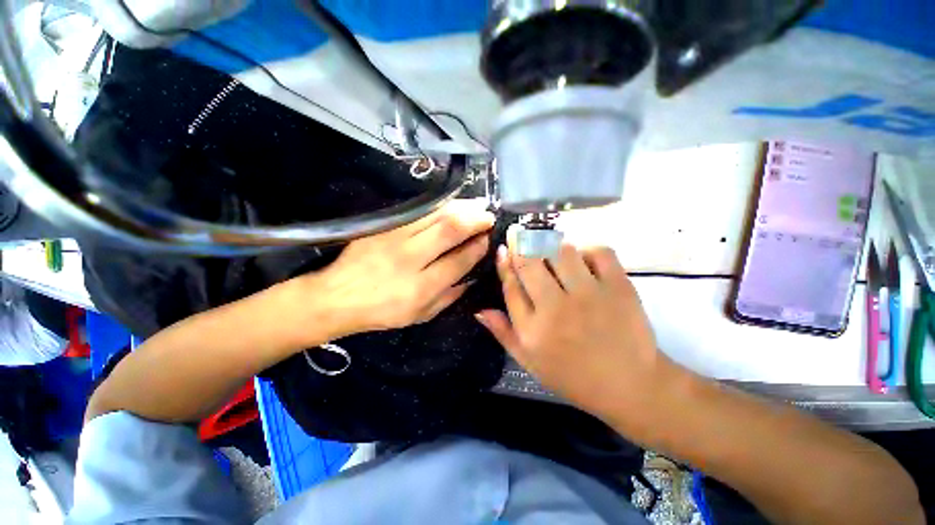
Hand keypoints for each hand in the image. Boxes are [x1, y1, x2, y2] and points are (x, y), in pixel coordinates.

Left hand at [294, 201, 493, 342]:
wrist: (337, 297)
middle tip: (488, 215)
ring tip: (477, 205)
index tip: (487, 239)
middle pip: (450, 230)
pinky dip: (441, 205)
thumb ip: (450, 297)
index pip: (459, 260)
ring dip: (461, 206)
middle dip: (476, 219)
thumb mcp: (421, 315)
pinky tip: (453, 204)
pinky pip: (419, 210)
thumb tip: (472, 277)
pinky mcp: (384, 226)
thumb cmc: (382, 311)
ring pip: (436, 214)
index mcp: (421, 288)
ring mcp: (395, 238)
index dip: (477, 247)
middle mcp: (410, 259)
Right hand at [476, 244, 681, 422]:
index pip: (511, 285)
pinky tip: (584, 260)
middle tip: (520, 234)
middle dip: (522, 243)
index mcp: (533, 329)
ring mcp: (590, 295)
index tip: (503, 247)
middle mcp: (557, 308)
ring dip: (553, 246)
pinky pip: (598, 251)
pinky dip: (588, 250)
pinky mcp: (619, 287)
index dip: (504, 262)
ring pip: (562, 251)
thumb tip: (479, 309)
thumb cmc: (573, 376)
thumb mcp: (530, 361)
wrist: (630, 386)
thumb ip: (503, 333)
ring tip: (552, 251)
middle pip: (531, 262)